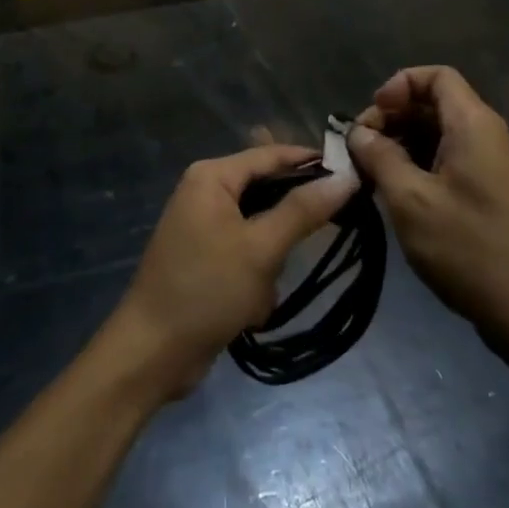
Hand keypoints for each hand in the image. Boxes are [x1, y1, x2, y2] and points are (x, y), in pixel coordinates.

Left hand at [105, 144, 359, 400]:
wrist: (153, 352)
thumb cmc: (206, 289)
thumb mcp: (260, 248)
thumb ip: (303, 210)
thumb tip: (346, 177)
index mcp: (212, 176)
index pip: (271, 155)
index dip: (312, 162)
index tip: (355, 175)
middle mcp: (206, 192)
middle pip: (267, 193)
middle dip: (285, 229)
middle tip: (311, 247)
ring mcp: (205, 227)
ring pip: (262, 231)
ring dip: (270, 264)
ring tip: (262, 290)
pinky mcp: (207, 259)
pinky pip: (248, 256)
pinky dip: (256, 280)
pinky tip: (249, 309)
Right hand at [349, 66, 508, 346]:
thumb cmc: (467, 247)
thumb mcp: (409, 199)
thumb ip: (379, 156)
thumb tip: (359, 134)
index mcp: (474, 124)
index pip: (436, 76)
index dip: (399, 86)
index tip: (373, 118)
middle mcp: (487, 134)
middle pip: (434, 102)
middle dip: (394, 117)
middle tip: (362, 150)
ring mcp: (491, 164)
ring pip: (439, 132)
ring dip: (402, 143)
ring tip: (373, 173)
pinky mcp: (490, 190)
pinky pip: (449, 158)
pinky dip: (419, 163)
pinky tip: (397, 192)